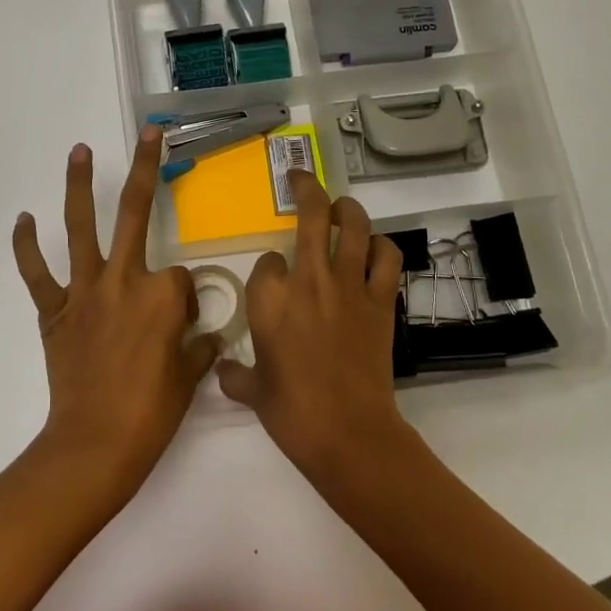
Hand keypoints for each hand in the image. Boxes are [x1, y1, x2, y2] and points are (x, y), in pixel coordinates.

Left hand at [12, 126, 221, 489]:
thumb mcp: (190, 377)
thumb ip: (200, 347)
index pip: (181, 277)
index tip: (181, 326)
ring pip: (81, 228)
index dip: (184, 299)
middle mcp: (125, 279)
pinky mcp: (55, 310)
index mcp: (163, 294)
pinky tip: (24, 220)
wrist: (97, 443)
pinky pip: (38, 273)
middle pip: (136, 214)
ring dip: (78, 186)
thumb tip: (206, 337)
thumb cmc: (152, 413)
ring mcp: (86, 292)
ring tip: (78, 151)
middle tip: (150, 134)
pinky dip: (27, 247)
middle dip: (146, 169)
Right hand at [217, 170, 409, 478]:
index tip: (271, 280)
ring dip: (348, 208)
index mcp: (268, 298)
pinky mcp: (380, 300)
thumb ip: (234, 373)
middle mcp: (307, 279)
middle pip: (310, 215)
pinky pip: (387, 258)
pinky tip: (375, 249)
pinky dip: (383, 247)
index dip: (268, 267)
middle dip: (304, 189)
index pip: (266, 261)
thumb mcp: (251, 391)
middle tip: (300, 178)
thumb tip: (223, 368)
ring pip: (353, 226)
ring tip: (341, 206)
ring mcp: (348, 286)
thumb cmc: (290, 410)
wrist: (346, 431)